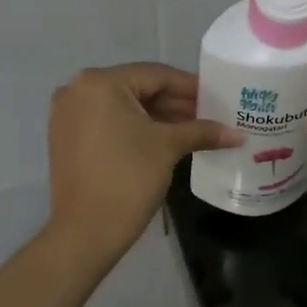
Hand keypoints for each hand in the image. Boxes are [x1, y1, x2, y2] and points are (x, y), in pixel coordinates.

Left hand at [46, 63, 240, 260]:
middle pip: (139, 89)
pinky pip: (110, 123)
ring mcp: (69, 115)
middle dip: (176, 104)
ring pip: (125, 108)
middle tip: (211, 115)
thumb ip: (202, 131)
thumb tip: (238, 134)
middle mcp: (78, 90)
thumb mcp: (168, 147)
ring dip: (159, 118)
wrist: (86, 231)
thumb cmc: (129, 178)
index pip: (156, 75)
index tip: (219, 97)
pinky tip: (167, 140)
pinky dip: (137, 129)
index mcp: (99, 83)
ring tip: (195, 130)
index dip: (191, 87)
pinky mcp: (68, 139)